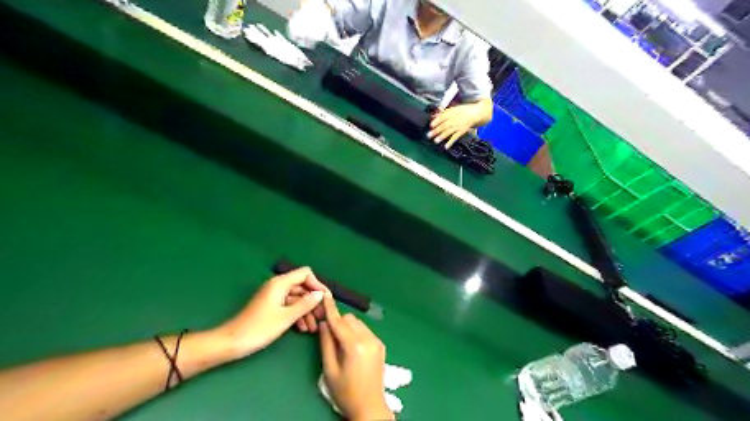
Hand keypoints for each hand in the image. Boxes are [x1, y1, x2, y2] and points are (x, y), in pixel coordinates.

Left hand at [212, 267, 326, 359]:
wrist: (231, 343)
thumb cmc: (259, 328)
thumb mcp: (286, 317)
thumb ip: (305, 304)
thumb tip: (320, 294)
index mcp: (280, 283)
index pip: (305, 274)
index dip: (317, 284)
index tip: (325, 300)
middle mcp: (278, 286)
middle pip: (302, 287)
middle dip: (313, 301)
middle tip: (323, 316)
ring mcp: (274, 296)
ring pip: (297, 298)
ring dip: (307, 311)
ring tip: (314, 327)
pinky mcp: (271, 307)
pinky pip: (289, 306)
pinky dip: (297, 315)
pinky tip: (303, 329)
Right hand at [319, 297, 394, 420]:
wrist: (370, 407)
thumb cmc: (346, 392)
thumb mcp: (330, 370)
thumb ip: (326, 344)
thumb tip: (324, 324)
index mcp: (354, 345)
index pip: (339, 322)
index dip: (330, 308)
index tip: (325, 294)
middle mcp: (368, 339)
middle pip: (350, 319)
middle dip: (338, 323)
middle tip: (329, 336)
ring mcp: (376, 341)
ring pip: (358, 323)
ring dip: (348, 327)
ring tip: (341, 345)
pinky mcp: (380, 345)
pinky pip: (365, 330)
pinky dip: (356, 333)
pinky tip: (352, 348)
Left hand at [428, 103, 479, 149]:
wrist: (476, 113)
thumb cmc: (464, 111)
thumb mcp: (453, 109)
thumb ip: (443, 113)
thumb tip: (433, 116)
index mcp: (451, 113)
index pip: (442, 117)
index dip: (436, 121)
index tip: (431, 125)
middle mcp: (454, 119)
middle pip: (444, 125)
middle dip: (436, 131)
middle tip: (429, 135)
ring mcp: (458, 126)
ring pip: (449, 131)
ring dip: (442, 136)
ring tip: (436, 141)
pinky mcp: (462, 131)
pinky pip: (455, 137)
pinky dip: (451, 142)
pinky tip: (446, 146)